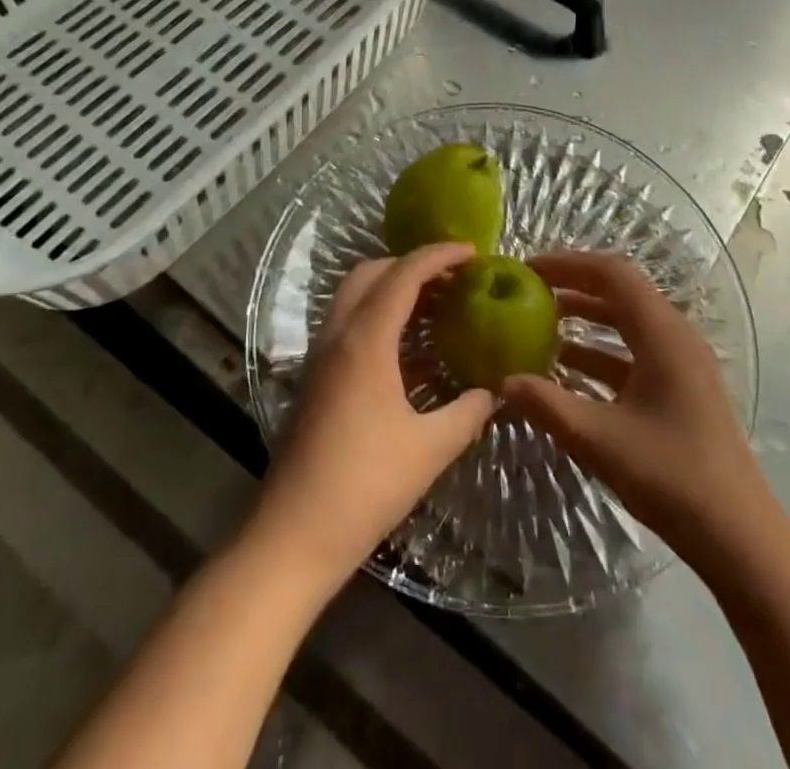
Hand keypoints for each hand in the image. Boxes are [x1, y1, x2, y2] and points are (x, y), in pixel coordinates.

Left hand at [248, 243, 494, 588]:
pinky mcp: (314, 378)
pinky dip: (378, 316)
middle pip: (371, 273)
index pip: (403, 274)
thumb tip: (496, 391)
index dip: (438, 255)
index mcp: (365, 340)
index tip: (472, 252)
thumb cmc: (364, 486)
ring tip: (435, 306)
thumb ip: (468, 413)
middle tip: (452, 278)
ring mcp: (320, 356)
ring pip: (355, 296)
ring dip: (392, 289)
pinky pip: (348, 324)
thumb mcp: (429, 449)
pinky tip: (408, 349)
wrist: (292, 537)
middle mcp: (337, 335)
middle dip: (411, 265)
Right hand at [503, 252, 765, 556]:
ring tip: (540, 326)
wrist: (741, 539)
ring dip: (586, 320)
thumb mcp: (599, 440)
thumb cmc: (672, 478)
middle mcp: (676, 337)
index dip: (567, 264)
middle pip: (620, 292)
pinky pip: (635, 352)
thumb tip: (503, 382)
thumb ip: (547, 405)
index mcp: (663, 334)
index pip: (612, 273)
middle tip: (528, 292)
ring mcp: (682, 364)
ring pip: (628, 323)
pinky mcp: (682, 389)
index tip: (527, 269)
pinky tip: (569, 372)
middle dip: (573, 286)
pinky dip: (601, 352)